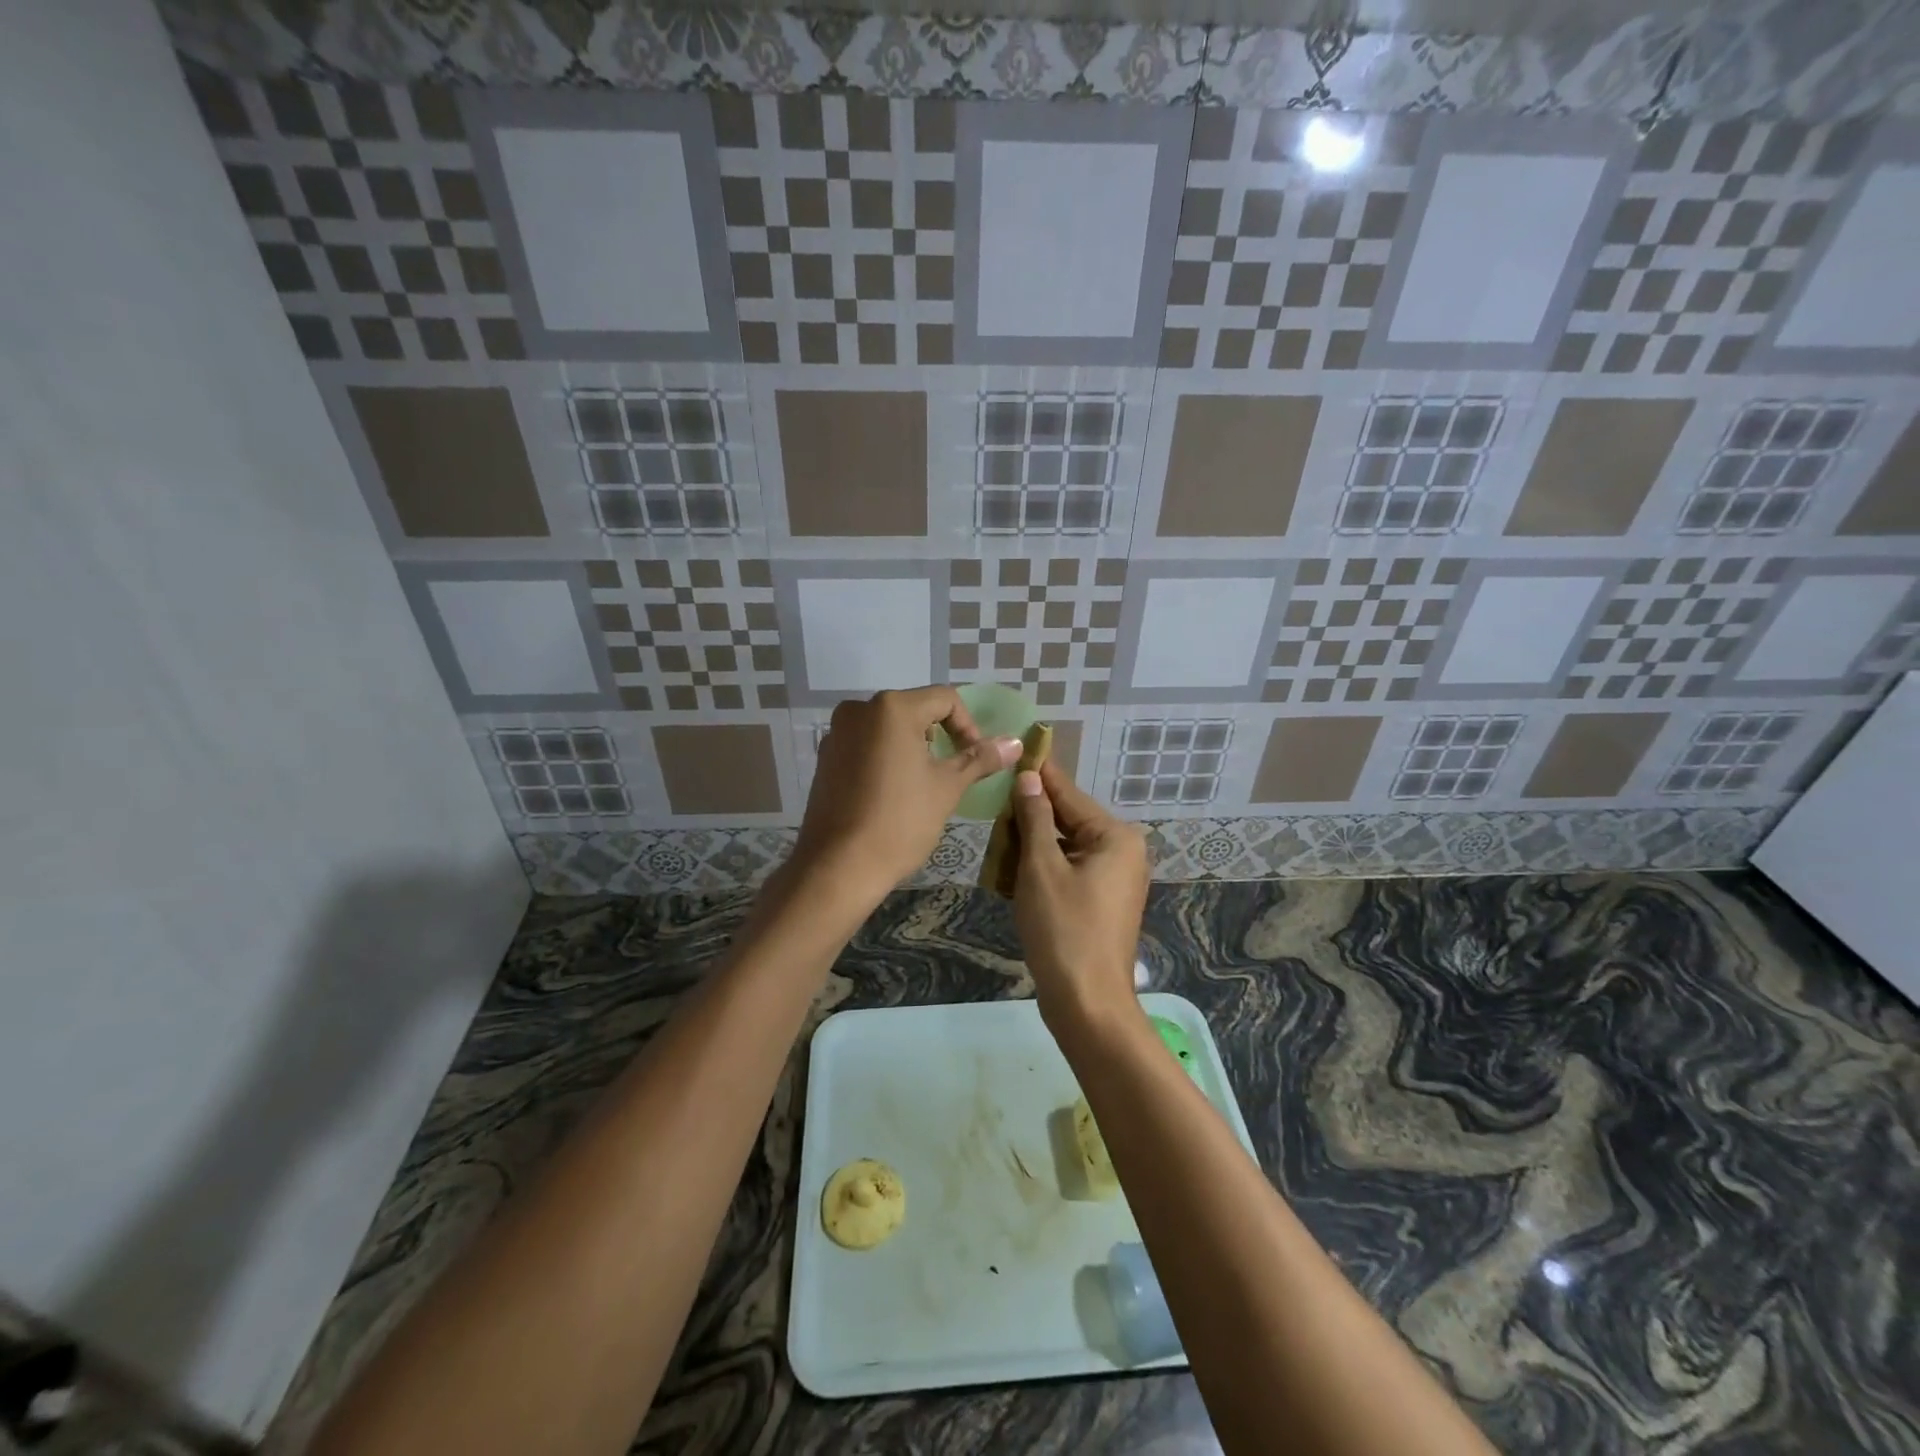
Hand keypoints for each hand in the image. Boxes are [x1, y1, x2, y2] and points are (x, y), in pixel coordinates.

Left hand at [789, 687, 1019, 904]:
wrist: (838, 866)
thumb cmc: (900, 822)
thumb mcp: (947, 788)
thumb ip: (979, 759)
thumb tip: (1015, 742)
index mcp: (892, 708)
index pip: (945, 700)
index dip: (968, 727)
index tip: (975, 760)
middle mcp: (859, 710)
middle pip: (914, 710)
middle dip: (940, 737)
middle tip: (953, 773)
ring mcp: (837, 733)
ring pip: (888, 729)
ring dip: (913, 748)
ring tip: (924, 785)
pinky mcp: (825, 758)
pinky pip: (866, 746)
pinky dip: (886, 759)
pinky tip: (893, 793)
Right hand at [1010, 761, 1149, 1032]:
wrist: (1087, 1003)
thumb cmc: (1063, 929)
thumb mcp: (1041, 867)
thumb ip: (1035, 818)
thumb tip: (1029, 778)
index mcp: (1116, 837)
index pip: (1070, 795)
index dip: (1040, 774)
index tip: (1019, 749)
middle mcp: (1123, 852)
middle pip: (1069, 820)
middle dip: (1031, 814)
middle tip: (994, 799)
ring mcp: (1115, 880)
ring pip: (1066, 847)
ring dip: (1033, 843)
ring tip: (997, 833)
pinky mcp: (1102, 902)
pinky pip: (1069, 871)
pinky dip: (1043, 867)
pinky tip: (1011, 866)